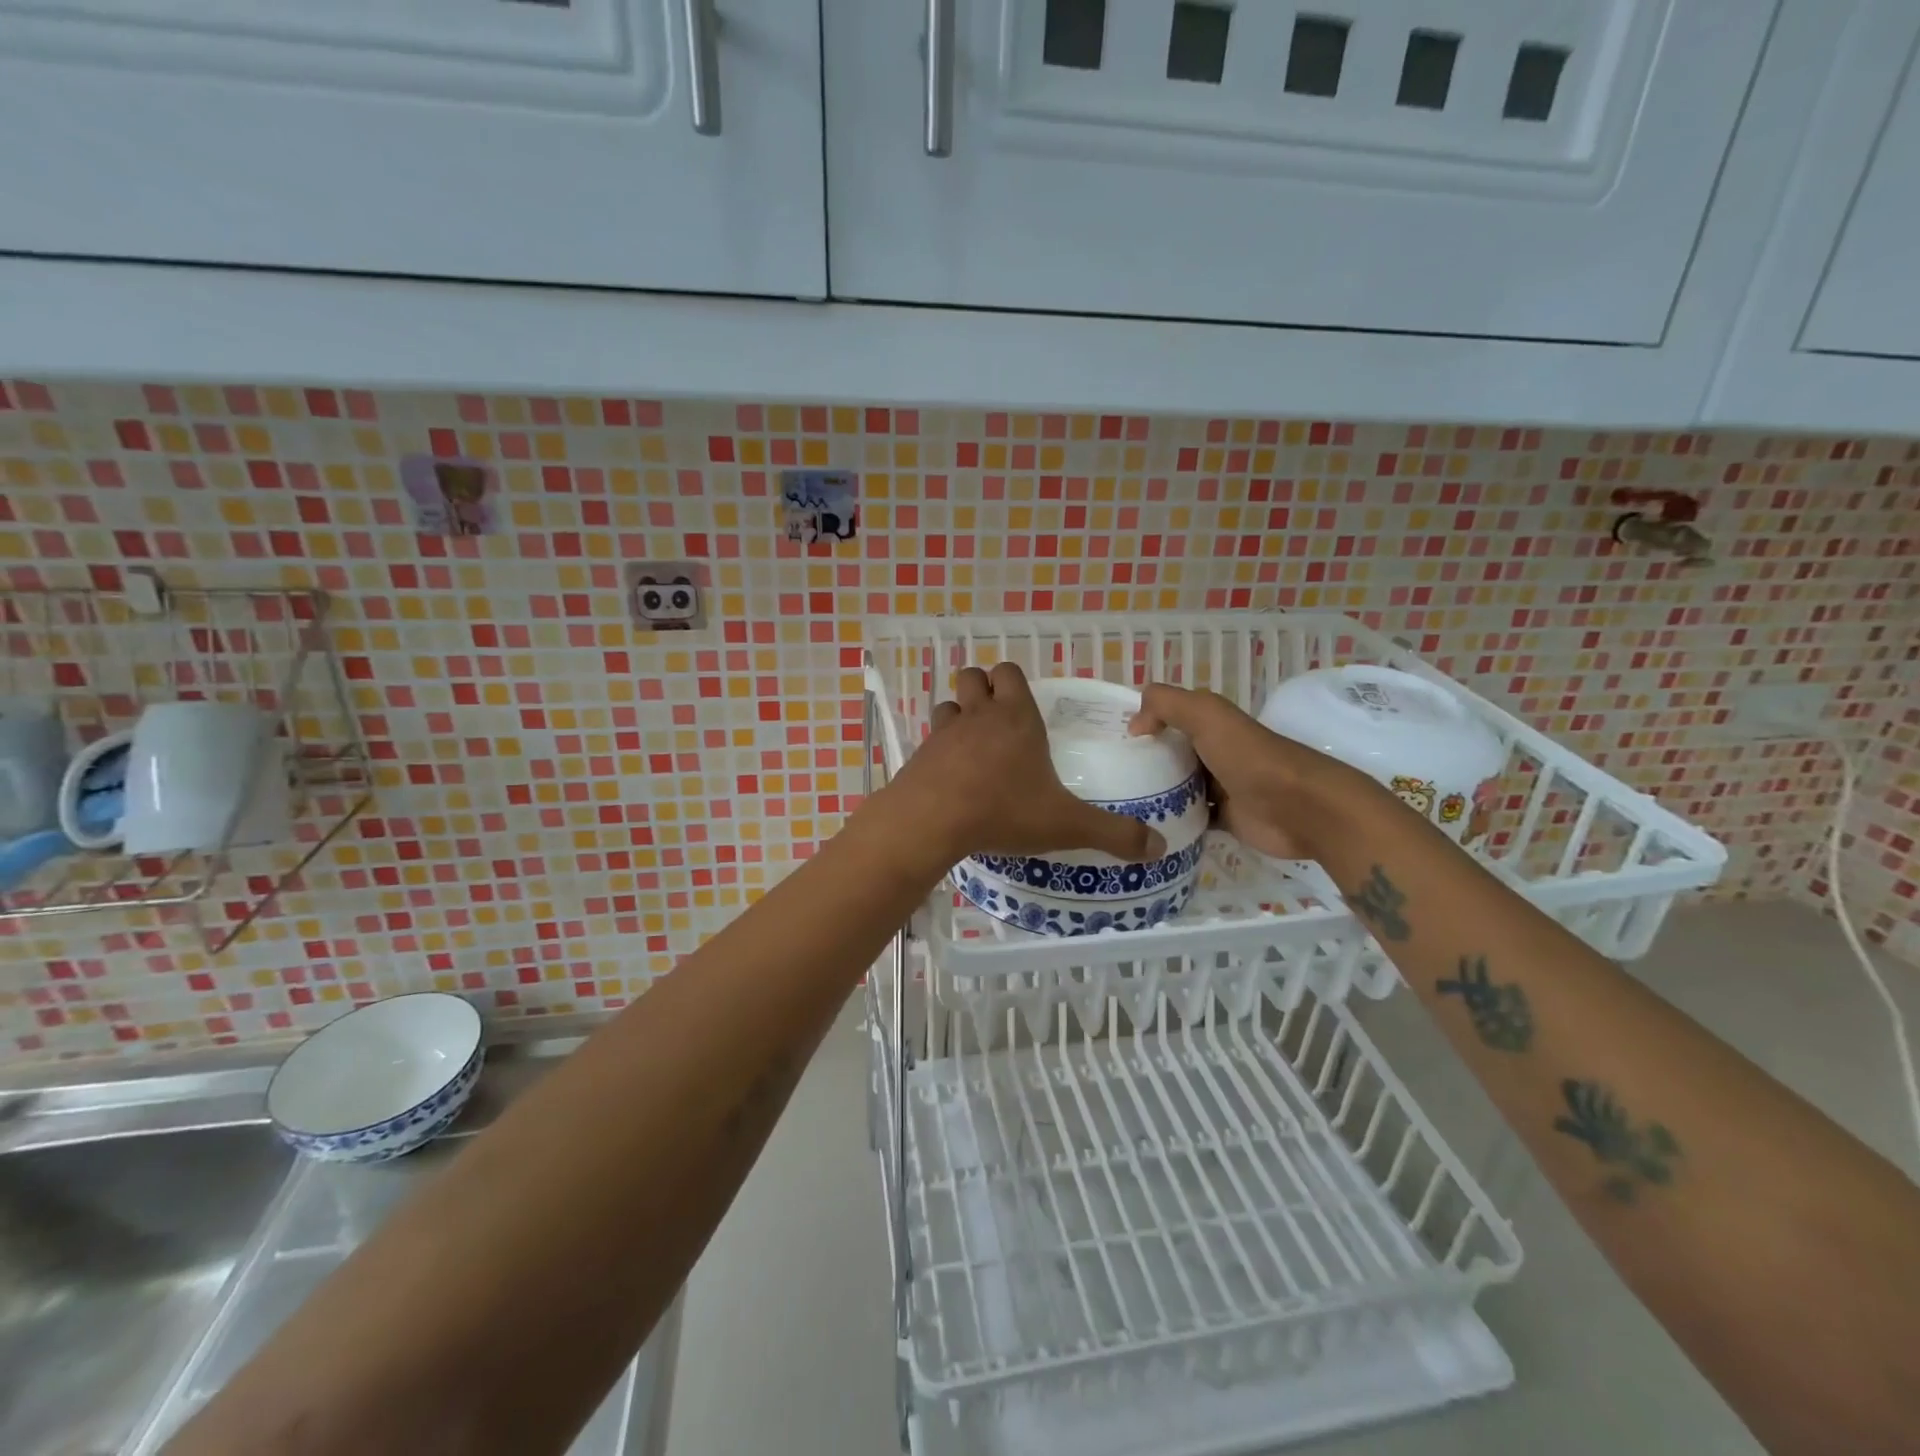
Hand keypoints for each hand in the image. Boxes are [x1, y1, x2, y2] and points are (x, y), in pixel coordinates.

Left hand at [887, 664, 1166, 863]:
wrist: (931, 821)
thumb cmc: (1003, 810)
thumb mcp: (1067, 825)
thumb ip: (1113, 833)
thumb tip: (1158, 846)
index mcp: (1016, 717)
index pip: (1009, 672)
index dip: (1014, 682)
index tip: (1024, 705)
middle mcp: (978, 715)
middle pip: (973, 676)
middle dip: (983, 689)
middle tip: (998, 720)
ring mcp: (944, 733)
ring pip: (948, 704)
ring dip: (959, 716)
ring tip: (974, 747)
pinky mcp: (919, 756)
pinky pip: (930, 740)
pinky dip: (939, 750)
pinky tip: (951, 778)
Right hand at [1129, 683, 1365, 860]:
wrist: (1299, 808)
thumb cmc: (1250, 757)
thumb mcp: (1206, 715)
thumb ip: (1166, 705)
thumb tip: (1134, 725)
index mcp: (1211, 724)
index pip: (1168, 718)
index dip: (1141, 724)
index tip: (1107, 741)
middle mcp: (1215, 752)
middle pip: (1170, 754)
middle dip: (1142, 762)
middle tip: (1104, 778)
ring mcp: (1222, 787)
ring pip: (1178, 788)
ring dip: (1154, 794)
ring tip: (1116, 806)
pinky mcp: (1226, 819)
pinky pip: (1191, 819)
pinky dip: (1172, 822)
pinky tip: (1145, 828)